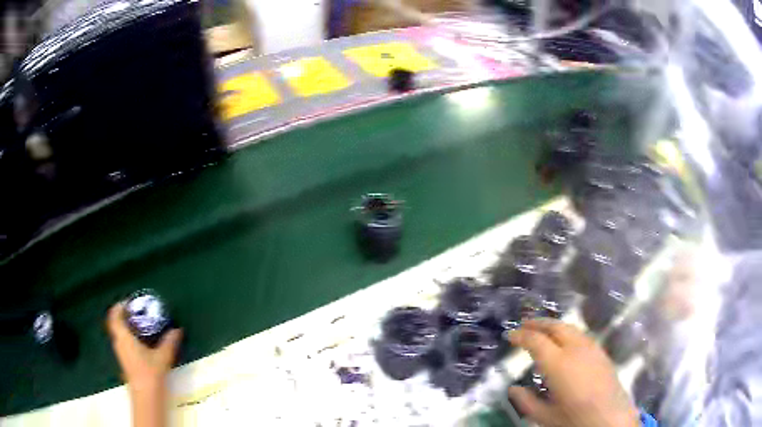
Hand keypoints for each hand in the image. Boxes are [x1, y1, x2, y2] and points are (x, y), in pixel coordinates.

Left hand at [106, 302, 182, 393]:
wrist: (146, 396)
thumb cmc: (150, 373)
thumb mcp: (162, 356)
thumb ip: (169, 342)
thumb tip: (177, 330)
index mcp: (124, 337)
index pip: (114, 316)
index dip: (119, 307)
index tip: (129, 302)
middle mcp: (119, 342)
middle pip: (116, 324)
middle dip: (124, 316)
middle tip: (137, 312)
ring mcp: (121, 353)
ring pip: (119, 334)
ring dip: (126, 327)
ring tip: (140, 325)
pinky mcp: (125, 361)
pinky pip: (123, 343)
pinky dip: (129, 337)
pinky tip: (142, 342)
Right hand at [508, 319, 639, 426]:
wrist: (610, 418)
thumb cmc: (575, 419)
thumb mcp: (545, 416)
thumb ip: (526, 401)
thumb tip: (513, 389)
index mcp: (558, 364)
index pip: (536, 341)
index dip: (521, 335)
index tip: (510, 335)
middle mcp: (576, 348)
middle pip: (555, 326)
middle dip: (538, 323)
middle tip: (524, 326)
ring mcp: (592, 348)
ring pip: (570, 328)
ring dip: (554, 326)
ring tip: (542, 332)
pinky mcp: (601, 352)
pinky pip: (581, 335)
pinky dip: (568, 333)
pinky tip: (565, 343)